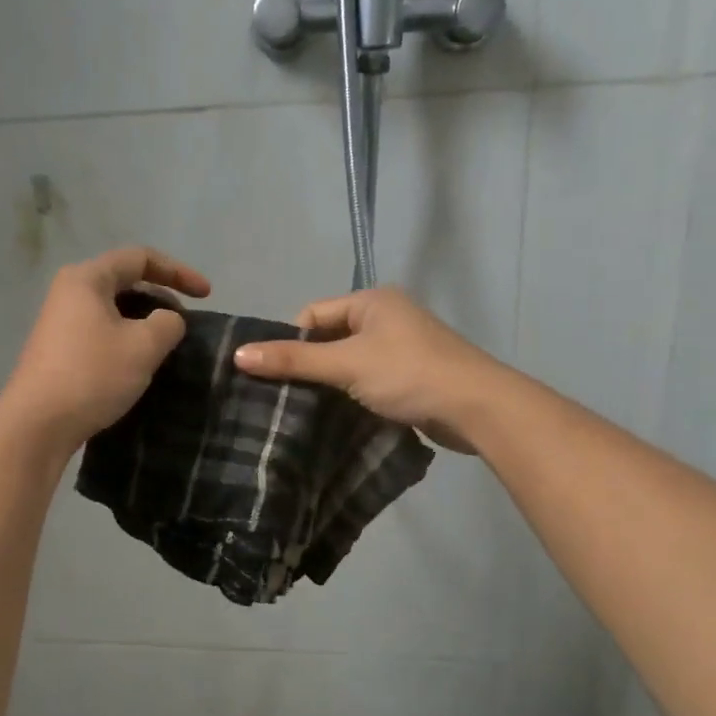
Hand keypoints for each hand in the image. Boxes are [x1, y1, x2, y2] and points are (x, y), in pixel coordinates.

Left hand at [0, 246, 210, 455]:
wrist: (37, 425)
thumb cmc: (92, 375)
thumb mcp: (143, 346)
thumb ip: (168, 323)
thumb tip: (168, 321)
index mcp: (87, 279)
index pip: (140, 258)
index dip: (178, 272)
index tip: (207, 295)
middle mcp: (69, 292)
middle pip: (125, 281)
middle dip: (161, 298)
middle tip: (185, 325)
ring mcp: (60, 322)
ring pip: (114, 310)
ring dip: (145, 322)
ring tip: (167, 346)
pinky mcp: (59, 350)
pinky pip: (102, 332)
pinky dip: (127, 339)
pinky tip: (140, 364)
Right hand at [231, 287, 505, 450]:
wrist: (476, 407)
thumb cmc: (408, 374)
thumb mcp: (345, 365)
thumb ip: (293, 360)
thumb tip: (239, 355)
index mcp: (372, 301)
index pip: (313, 313)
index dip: (292, 341)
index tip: (278, 375)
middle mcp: (388, 317)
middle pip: (331, 337)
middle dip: (310, 364)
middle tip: (288, 397)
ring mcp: (403, 347)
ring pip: (350, 362)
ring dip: (332, 383)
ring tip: (309, 410)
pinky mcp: (412, 375)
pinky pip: (370, 379)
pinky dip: (354, 394)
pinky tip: (341, 415)